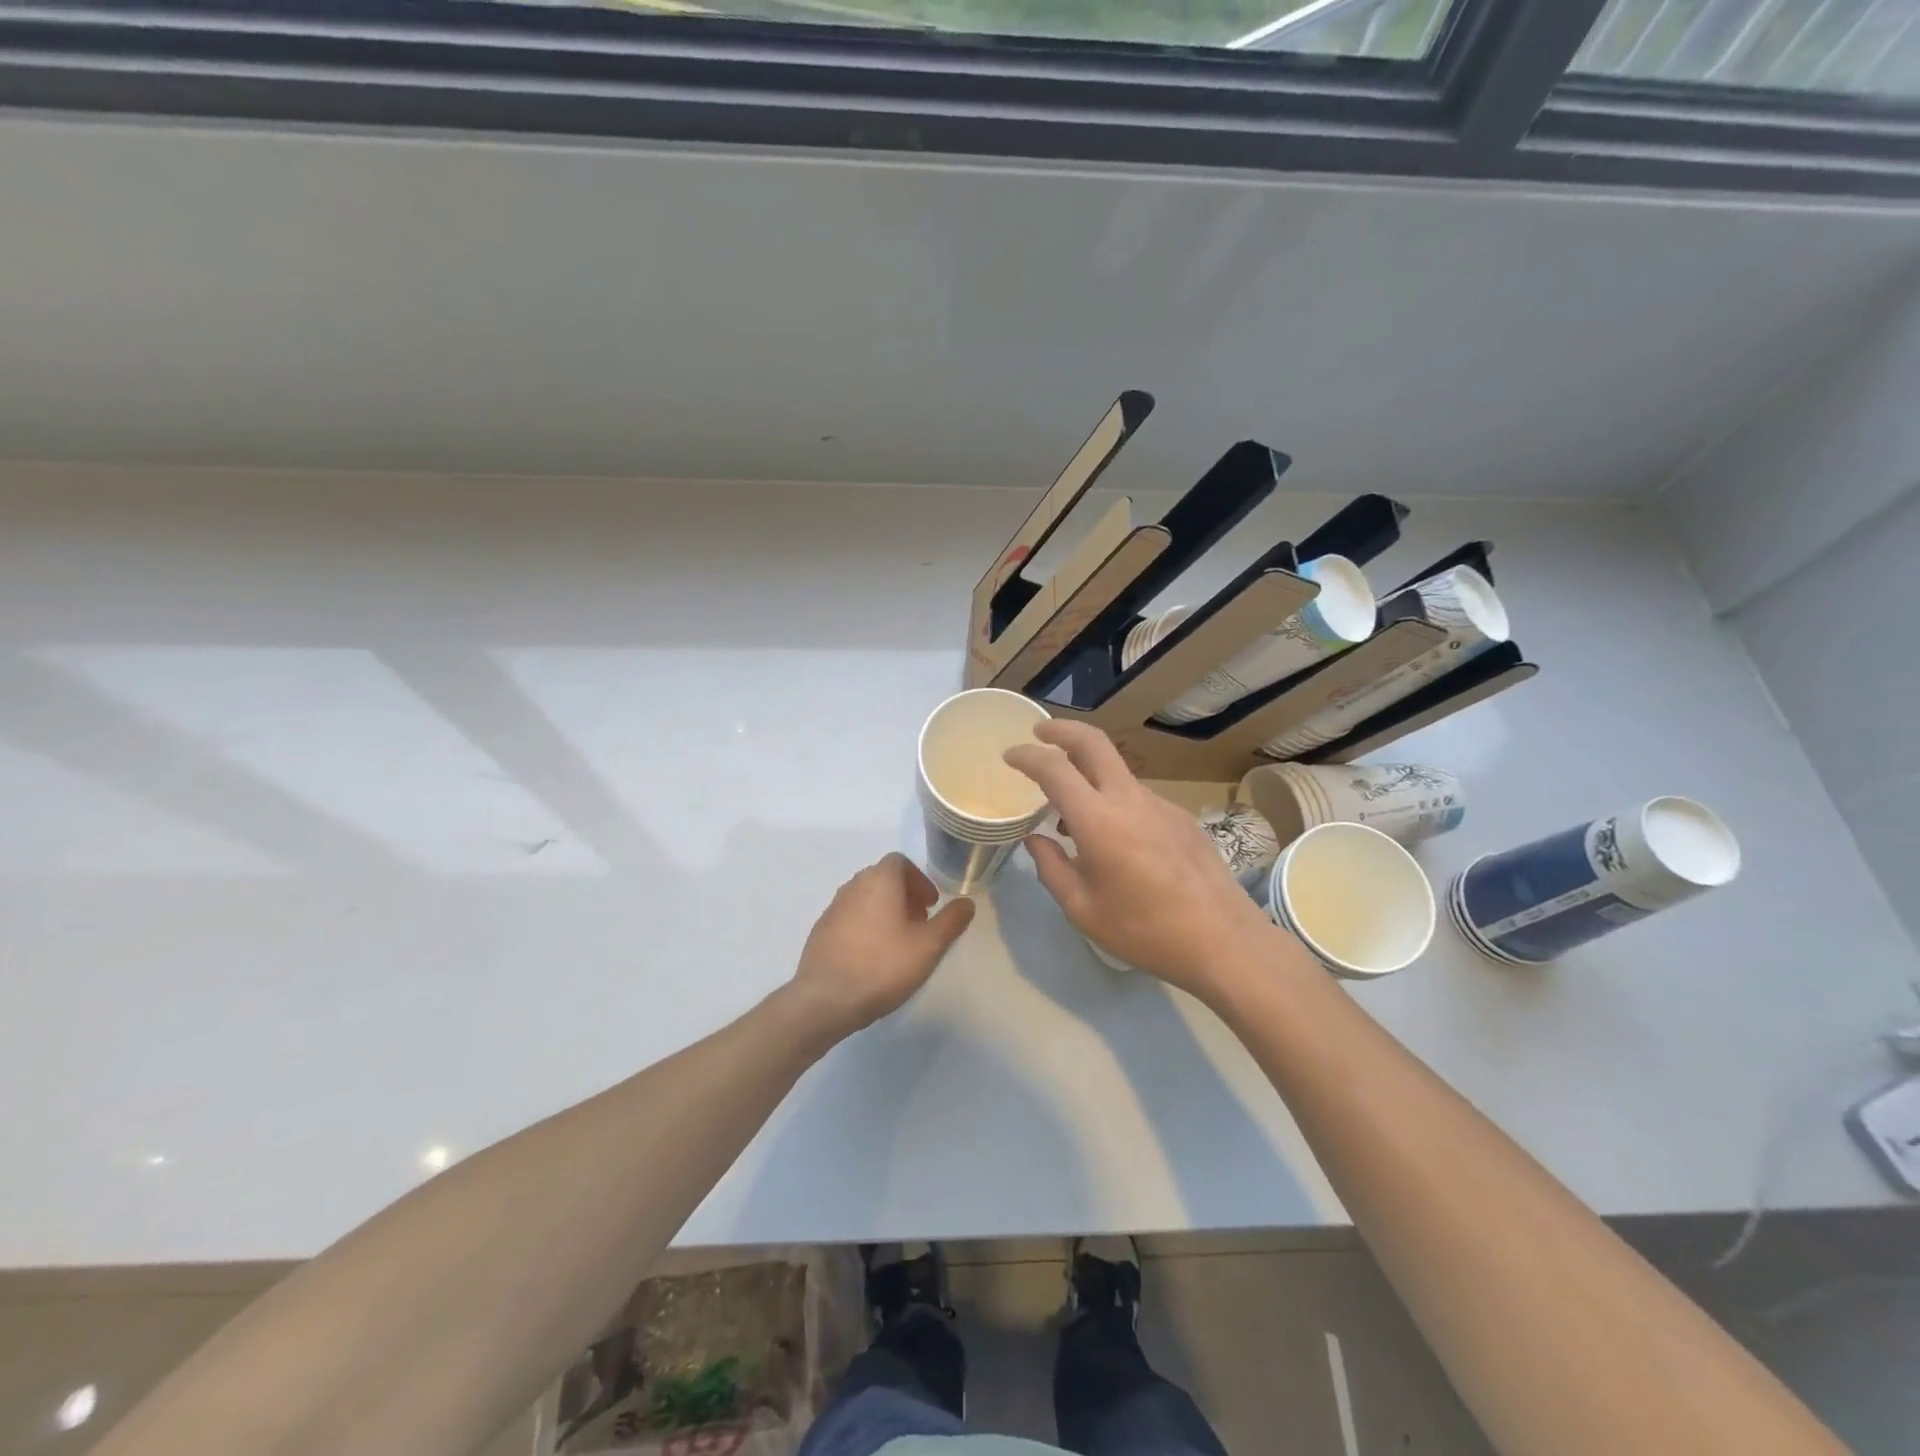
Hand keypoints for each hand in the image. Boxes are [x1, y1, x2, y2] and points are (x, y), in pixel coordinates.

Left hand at [789, 853, 975, 1040]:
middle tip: (920, 923)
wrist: (825, 999)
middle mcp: (853, 886)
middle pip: (882, 878)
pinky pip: (850, 918)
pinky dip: (866, 926)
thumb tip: (967, 903)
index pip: (900, 862)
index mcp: (879, 880)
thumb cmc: (883, 966)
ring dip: (885, 911)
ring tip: (899, 942)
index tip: (931, 904)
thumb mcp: (929, 946)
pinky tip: (873, 957)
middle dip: (905, 895)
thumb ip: (951, 921)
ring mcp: (833, 908)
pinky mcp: (821, 931)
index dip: (919, 879)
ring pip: (865, 898)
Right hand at [1005, 721, 1278, 1003]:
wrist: (1223, 940)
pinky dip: (1114, 802)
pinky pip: (1137, 798)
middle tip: (1040, 732)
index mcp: (1098, 820)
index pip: (1054, 768)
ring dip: (1088, 774)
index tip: (1010, 756)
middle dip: (1061, 729)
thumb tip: (1035, 839)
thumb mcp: (1082, 909)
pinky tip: (1114, 841)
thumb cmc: (1144, 930)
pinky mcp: (1181, 817)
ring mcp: (1160, 804)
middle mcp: (1129, 799)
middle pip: (1093, 742)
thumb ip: (1051, 868)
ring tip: (1070, 813)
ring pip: (1116, 772)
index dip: (1027, 755)